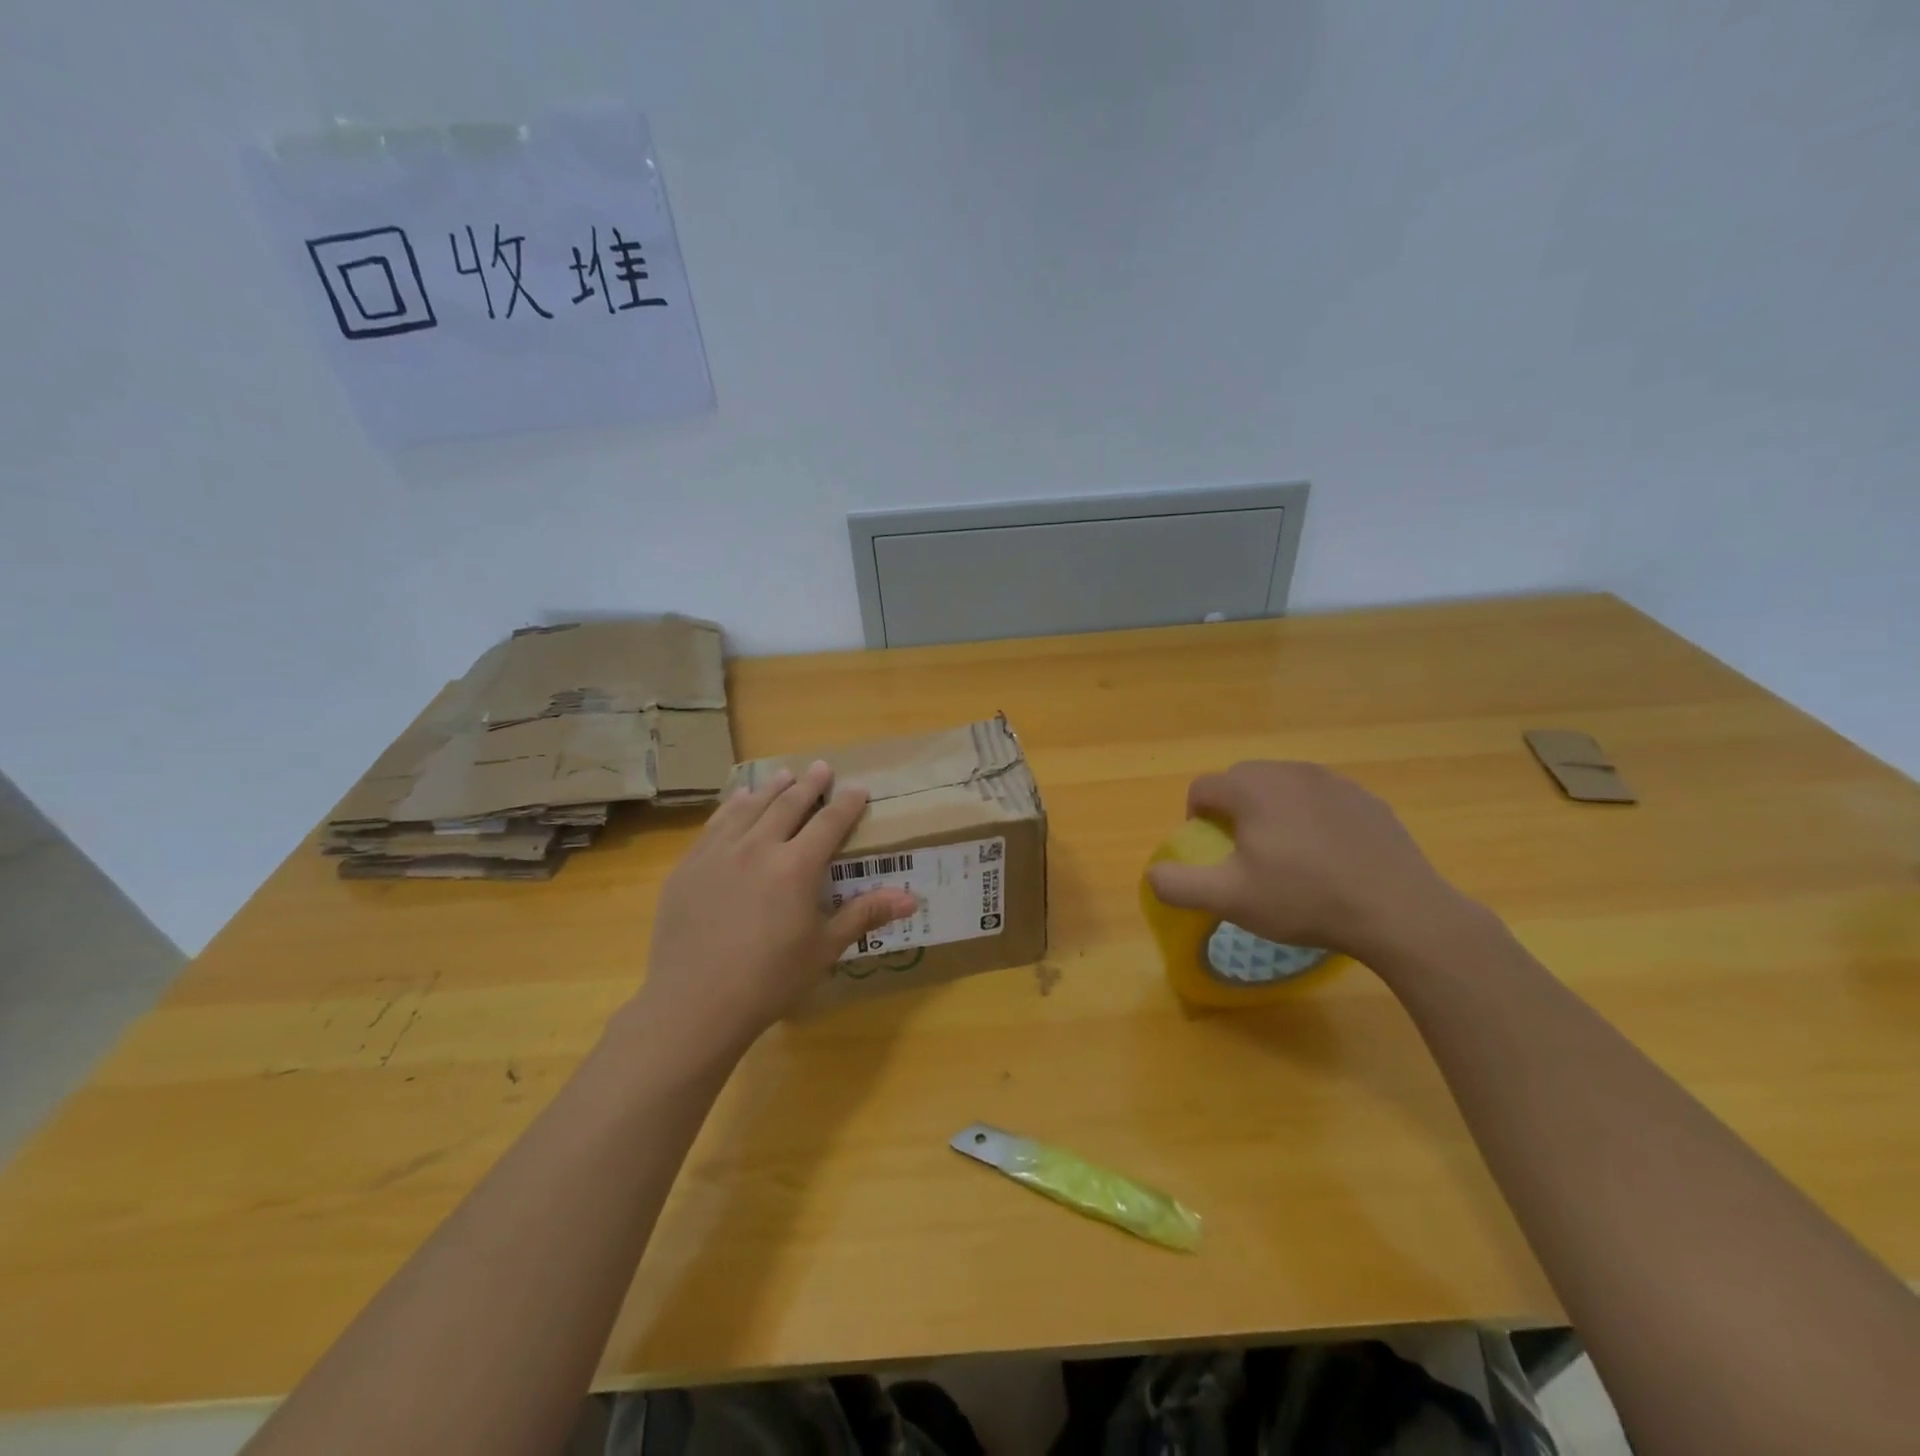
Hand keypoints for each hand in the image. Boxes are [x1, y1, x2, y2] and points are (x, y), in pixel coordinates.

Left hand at [635, 762, 916, 1068]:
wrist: (694, 1003)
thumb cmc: (769, 980)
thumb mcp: (824, 949)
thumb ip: (864, 914)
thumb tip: (912, 898)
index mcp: (796, 867)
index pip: (829, 823)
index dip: (846, 804)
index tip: (858, 787)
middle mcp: (758, 848)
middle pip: (788, 805)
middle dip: (808, 785)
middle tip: (820, 767)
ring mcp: (718, 854)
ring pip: (750, 808)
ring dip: (770, 789)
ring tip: (782, 775)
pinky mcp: (689, 867)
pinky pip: (715, 825)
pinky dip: (732, 808)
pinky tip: (737, 802)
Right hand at [1146, 761, 1475, 964]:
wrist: (1398, 910)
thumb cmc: (1304, 900)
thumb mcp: (1230, 900)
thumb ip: (1179, 884)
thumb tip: (1152, 874)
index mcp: (1251, 789)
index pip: (1202, 788)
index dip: (1197, 818)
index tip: (1214, 852)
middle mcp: (1288, 772)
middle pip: (1241, 780)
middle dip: (1233, 809)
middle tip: (1246, 852)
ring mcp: (1332, 781)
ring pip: (1282, 785)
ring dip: (1271, 810)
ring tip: (1287, 853)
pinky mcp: (1364, 798)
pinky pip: (1320, 797)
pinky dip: (1310, 816)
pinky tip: (1327, 855)